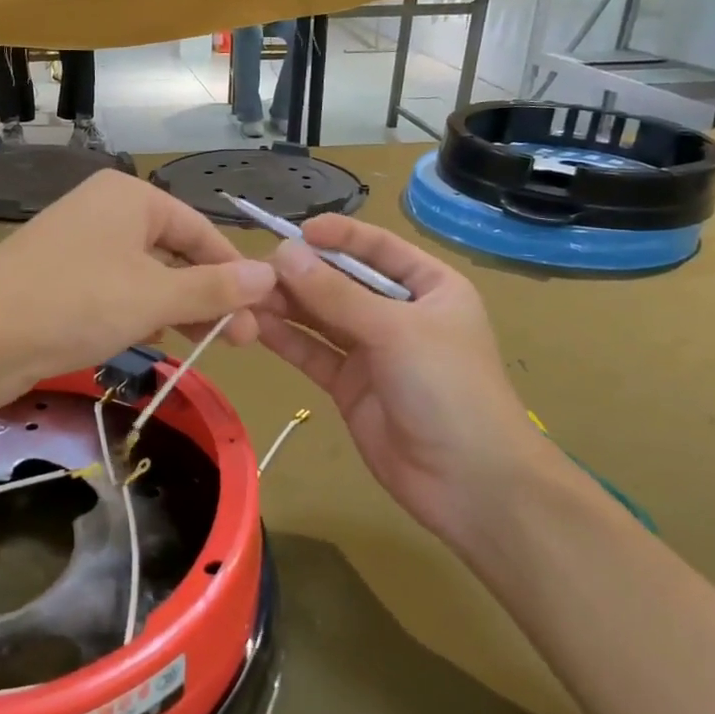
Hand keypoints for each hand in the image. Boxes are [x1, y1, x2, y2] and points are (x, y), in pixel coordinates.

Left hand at [0, 172, 277, 409]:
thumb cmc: (76, 303)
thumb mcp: (155, 296)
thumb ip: (214, 288)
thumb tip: (270, 274)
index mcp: (130, 196)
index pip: (199, 230)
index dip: (233, 272)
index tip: (260, 314)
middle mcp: (104, 211)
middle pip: (173, 252)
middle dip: (207, 296)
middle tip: (239, 341)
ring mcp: (77, 245)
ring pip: (144, 275)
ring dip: (176, 307)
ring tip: (204, 344)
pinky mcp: (58, 279)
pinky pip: (114, 291)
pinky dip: (139, 313)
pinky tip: (153, 341)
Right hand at [254, 217, 565, 551]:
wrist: (468, 482)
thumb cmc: (447, 388)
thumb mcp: (394, 330)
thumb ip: (335, 294)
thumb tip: (283, 254)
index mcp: (430, 287)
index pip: (379, 248)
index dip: (339, 236)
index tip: (296, 231)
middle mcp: (399, 313)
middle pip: (344, 282)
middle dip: (304, 273)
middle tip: (256, 267)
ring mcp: (373, 351)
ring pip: (323, 318)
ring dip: (288, 305)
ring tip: (246, 293)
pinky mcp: (349, 386)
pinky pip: (314, 353)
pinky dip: (287, 340)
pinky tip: (256, 325)